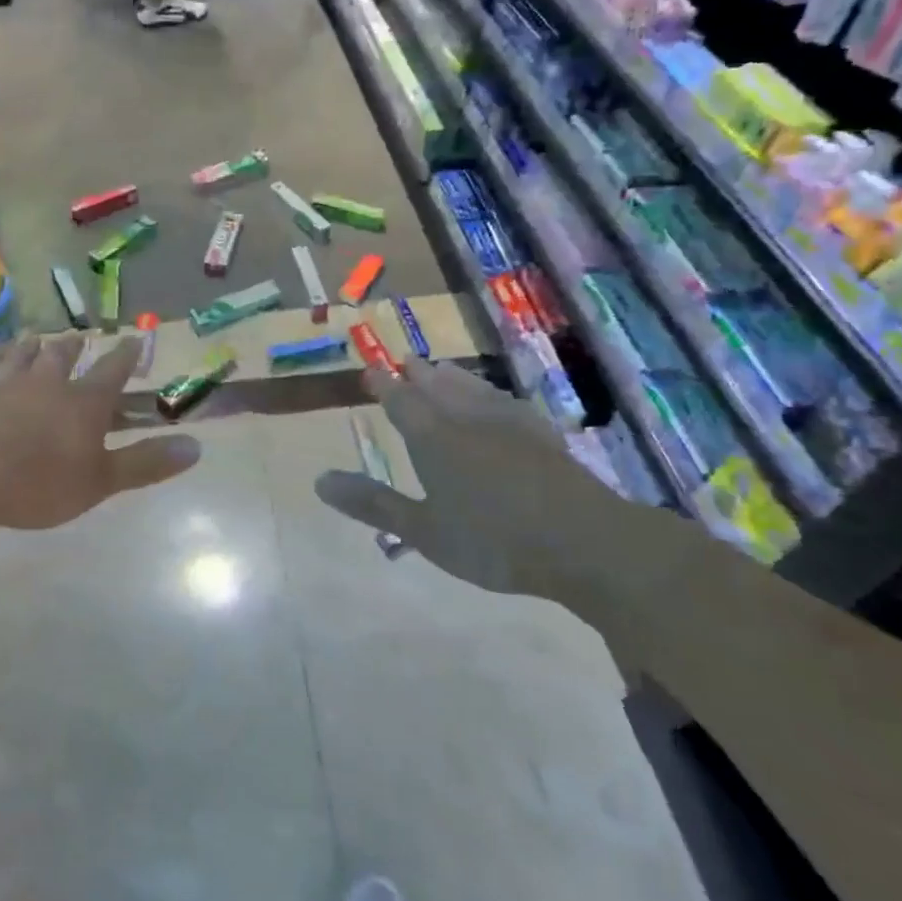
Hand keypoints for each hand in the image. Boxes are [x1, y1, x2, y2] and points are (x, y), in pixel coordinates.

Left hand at [0, 334, 201, 532]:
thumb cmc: (39, 482)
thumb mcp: (101, 481)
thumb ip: (145, 463)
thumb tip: (196, 446)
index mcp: (82, 403)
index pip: (112, 371)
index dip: (126, 355)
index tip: (134, 338)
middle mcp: (44, 385)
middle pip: (62, 358)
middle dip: (73, 348)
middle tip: (77, 338)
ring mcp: (1, 387)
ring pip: (18, 358)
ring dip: (29, 348)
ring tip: (34, 337)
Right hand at [314, 361, 651, 609]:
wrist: (581, 540)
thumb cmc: (491, 540)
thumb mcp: (422, 530)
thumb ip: (373, 504)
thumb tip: (319, 481)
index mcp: (434, 438)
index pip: (401, 401)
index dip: (384, 385)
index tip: (371, 368)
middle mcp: (468, 419)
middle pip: (438, 388)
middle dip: (419, 375)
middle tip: (407, 359)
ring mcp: (509, 424)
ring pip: (474, 390)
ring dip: (455, 379)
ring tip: (444, 369)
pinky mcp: (542, 436)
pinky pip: (509, 403)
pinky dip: (493, 396)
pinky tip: (500, 401)